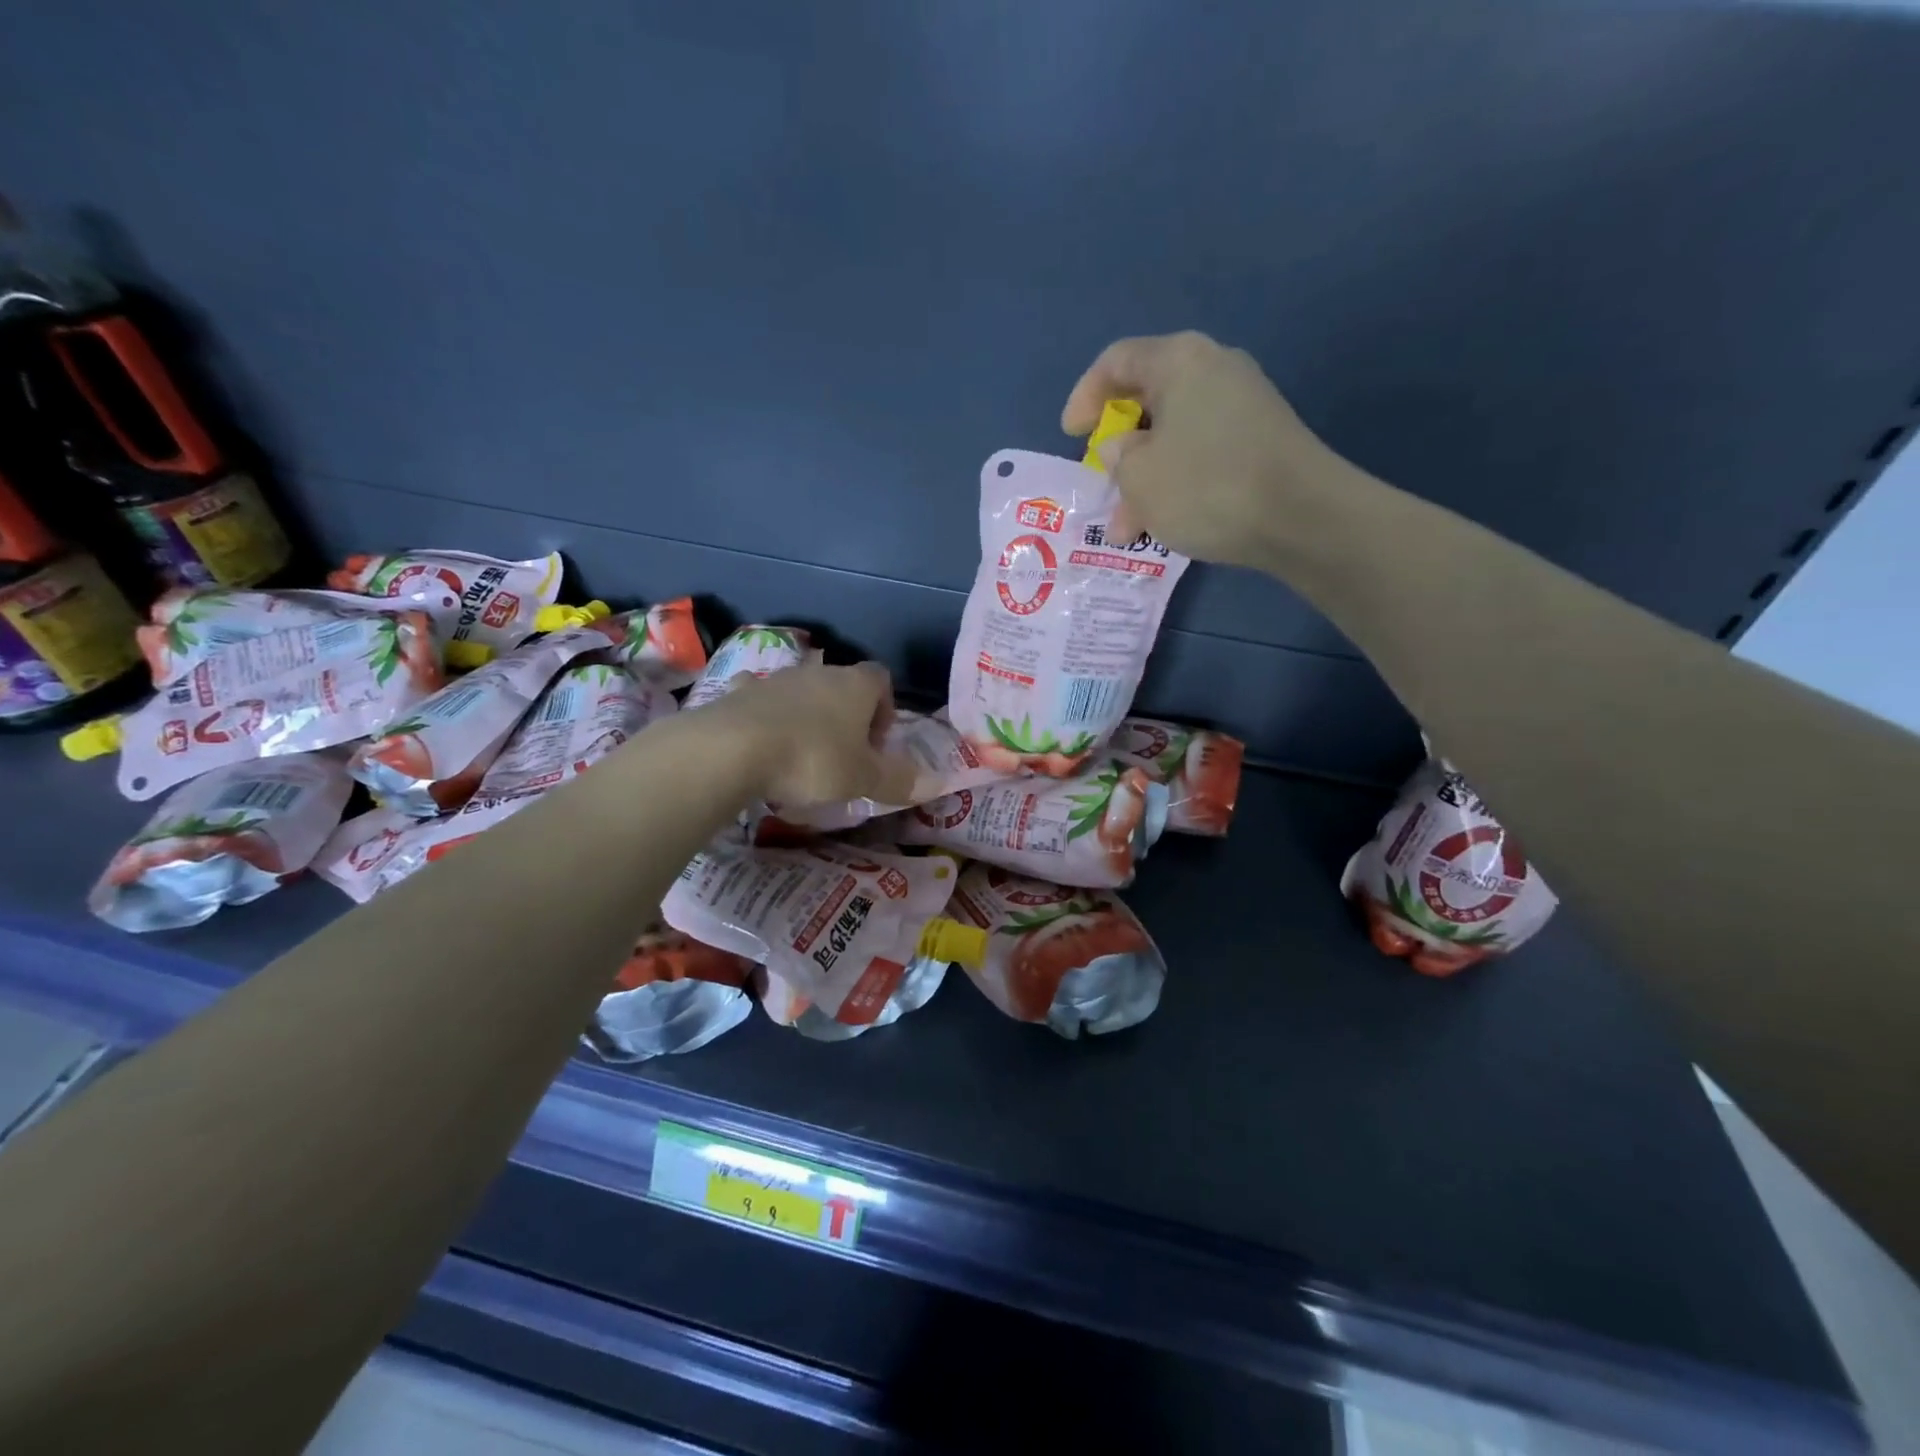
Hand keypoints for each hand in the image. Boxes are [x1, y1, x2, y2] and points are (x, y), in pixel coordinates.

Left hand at [703, 662, 919, 807]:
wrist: (732, 749)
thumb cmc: (813, 760)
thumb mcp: (862, 778)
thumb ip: (898, 780)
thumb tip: (937, 782)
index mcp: (855, 685)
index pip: (881, 679)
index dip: (885, 707)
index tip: (877, 741)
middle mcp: (818, 673)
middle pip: (842, 685)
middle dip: (847, 716)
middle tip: (844, 755)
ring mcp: (775, 679)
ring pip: (802, 693)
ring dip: (807, 718)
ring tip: (802, 756)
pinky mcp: (739, 693)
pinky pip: (761, 702)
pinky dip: (767, 719)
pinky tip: (761, 746)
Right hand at [1062, 331, 1348, 568]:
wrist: (1300, 517)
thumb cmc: (1206, 486)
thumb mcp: (1139, 476)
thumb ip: (1118, 457)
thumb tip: (1125, 447)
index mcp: (1179, 360)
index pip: (1117, 361)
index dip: (1085, 396)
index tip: (1071, 436)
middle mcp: (1213, 369)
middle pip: (1148, 400)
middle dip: (1118, 450)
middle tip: (1102, 486)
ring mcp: (1242, 405)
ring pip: (1173, 436)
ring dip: (1144, 480)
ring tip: (1129, 530)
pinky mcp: (1260, 440)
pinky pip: (1201, 453)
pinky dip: (1176, 483)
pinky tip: (1165, 524)